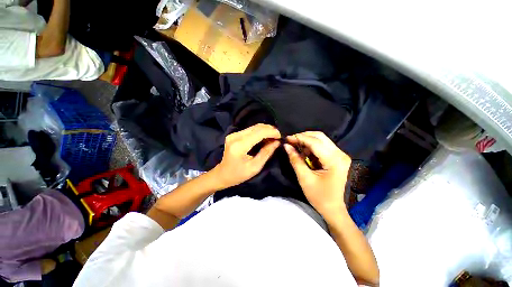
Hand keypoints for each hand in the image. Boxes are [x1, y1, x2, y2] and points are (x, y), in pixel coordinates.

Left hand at [211, 124, 280, 188]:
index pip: (259, 133)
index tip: (281, 136)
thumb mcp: (255, 167)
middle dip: (270, 129)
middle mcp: (235, 136)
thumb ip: (266, 153)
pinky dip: (259, 132)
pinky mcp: (234, 134)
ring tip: (273, 137)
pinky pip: (250, 129)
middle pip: (257, 127)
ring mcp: (233, 134)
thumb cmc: (238, 174)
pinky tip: (265, 137)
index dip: (272, 132)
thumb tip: (277, 142)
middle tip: (279, 136)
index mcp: (240, 146)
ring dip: (265, 130)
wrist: (222, 174)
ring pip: (254, 127)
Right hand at [284, 131, 350, 221]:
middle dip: (303, 137)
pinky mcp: (337, 158)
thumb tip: (286, 146)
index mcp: (334, 160)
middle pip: (320, 137)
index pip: (314, 142)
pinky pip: (323, 146)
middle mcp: (340, 154)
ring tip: (296, 148)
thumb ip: (295, 160)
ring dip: (307, 141)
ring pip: (321, 140)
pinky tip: (304, 153)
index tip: (287, 138)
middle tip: (291, 141)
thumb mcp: (304, 178)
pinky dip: (312, 147)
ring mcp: (340, 155)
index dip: (299, 138)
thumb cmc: (319, 196)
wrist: (334, 209)